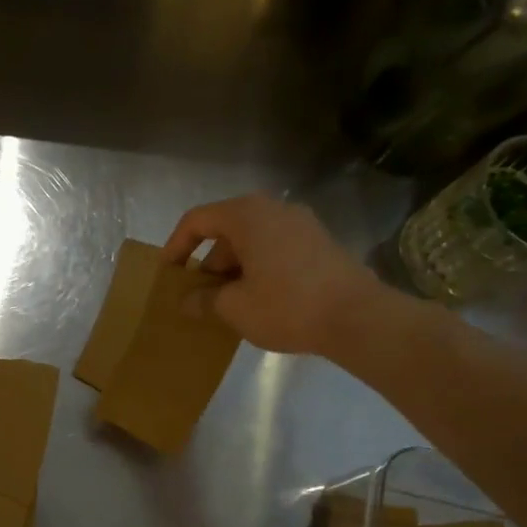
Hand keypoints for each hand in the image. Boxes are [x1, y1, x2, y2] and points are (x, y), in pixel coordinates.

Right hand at [162, 194, 391, 356]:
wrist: (358, 317)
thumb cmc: (286, 306)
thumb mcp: (235, 308)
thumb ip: (204, 300)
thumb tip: (187, 301)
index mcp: (247, 215)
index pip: (198, 220)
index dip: (176, 246)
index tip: (168, 274)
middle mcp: (274, 209)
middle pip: (227, 231)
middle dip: (208, 264)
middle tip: (199, 298)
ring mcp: (302, 225)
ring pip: (253, 242)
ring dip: (234, 270)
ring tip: (228, 305)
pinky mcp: (320, 244)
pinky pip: (276, 250)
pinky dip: (259, 269)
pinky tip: (259, 301)